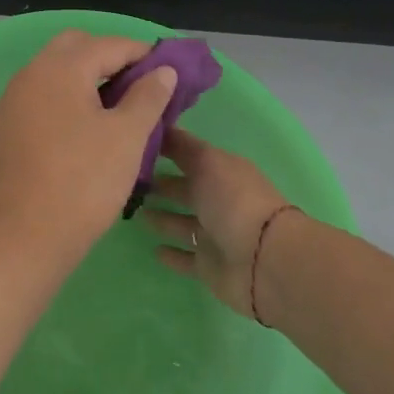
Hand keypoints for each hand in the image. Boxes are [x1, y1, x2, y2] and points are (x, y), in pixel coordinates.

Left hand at [0, 30, 177, 260]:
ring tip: (115, 108)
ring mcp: (12, 99)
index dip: (142, 53)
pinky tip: (83, 128)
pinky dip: (64, 98)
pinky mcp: (5, 125)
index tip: (168, 71)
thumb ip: (148, 97)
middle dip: (108, 58)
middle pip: (75, 47)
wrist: (24, 232)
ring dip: (84, 77)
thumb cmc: (83, 181)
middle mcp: (31, 73)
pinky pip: (40, 96)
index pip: (108, 44)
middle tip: (138, 86)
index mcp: (61, 68)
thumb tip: (162, 70)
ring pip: (53, 71)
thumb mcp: (128, 137)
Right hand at [140, 127, 295, 317]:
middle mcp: (220, 202)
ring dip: (162, 218)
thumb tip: (159, 125)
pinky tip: (153, 250)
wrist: (265, 261)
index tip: (135, 145)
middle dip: (161, 185)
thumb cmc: (234, 202)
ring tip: (135, 212)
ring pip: (182, 224)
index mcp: (223, 173)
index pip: (190, 156)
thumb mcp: (207, 162)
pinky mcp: (210, 267)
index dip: (166, 150)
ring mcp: (215, 236)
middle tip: (128, 182)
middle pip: (185, 191)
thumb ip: (182, 146)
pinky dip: (172, 255)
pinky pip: (186, 258)